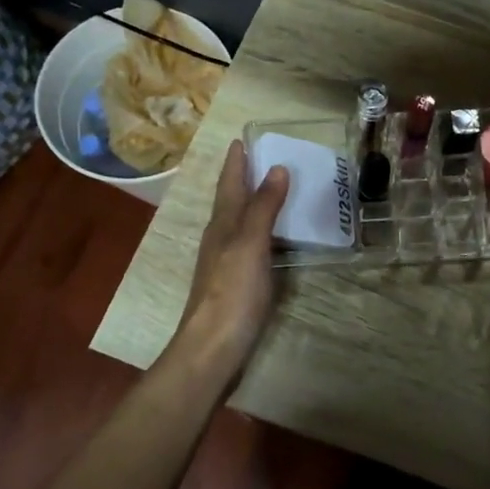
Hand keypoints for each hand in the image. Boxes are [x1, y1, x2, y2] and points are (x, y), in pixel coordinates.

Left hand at [177, 140, 288, 370]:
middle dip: (244, 179)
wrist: (212, 348)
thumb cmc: (231, 293)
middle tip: (264, 158)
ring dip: (253, 204)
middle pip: (231, 201)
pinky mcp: (235, 284)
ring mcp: (225, 263)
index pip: (229, 185)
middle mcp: (220, 239)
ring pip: (239, 223)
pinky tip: (275, 239)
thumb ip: (263, 208)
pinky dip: (262, 232)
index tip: (241, 140)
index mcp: (222, 225)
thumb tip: (276, 168)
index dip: (236, 163)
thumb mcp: (249, 245)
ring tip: (275, 191)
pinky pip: (250, 245)